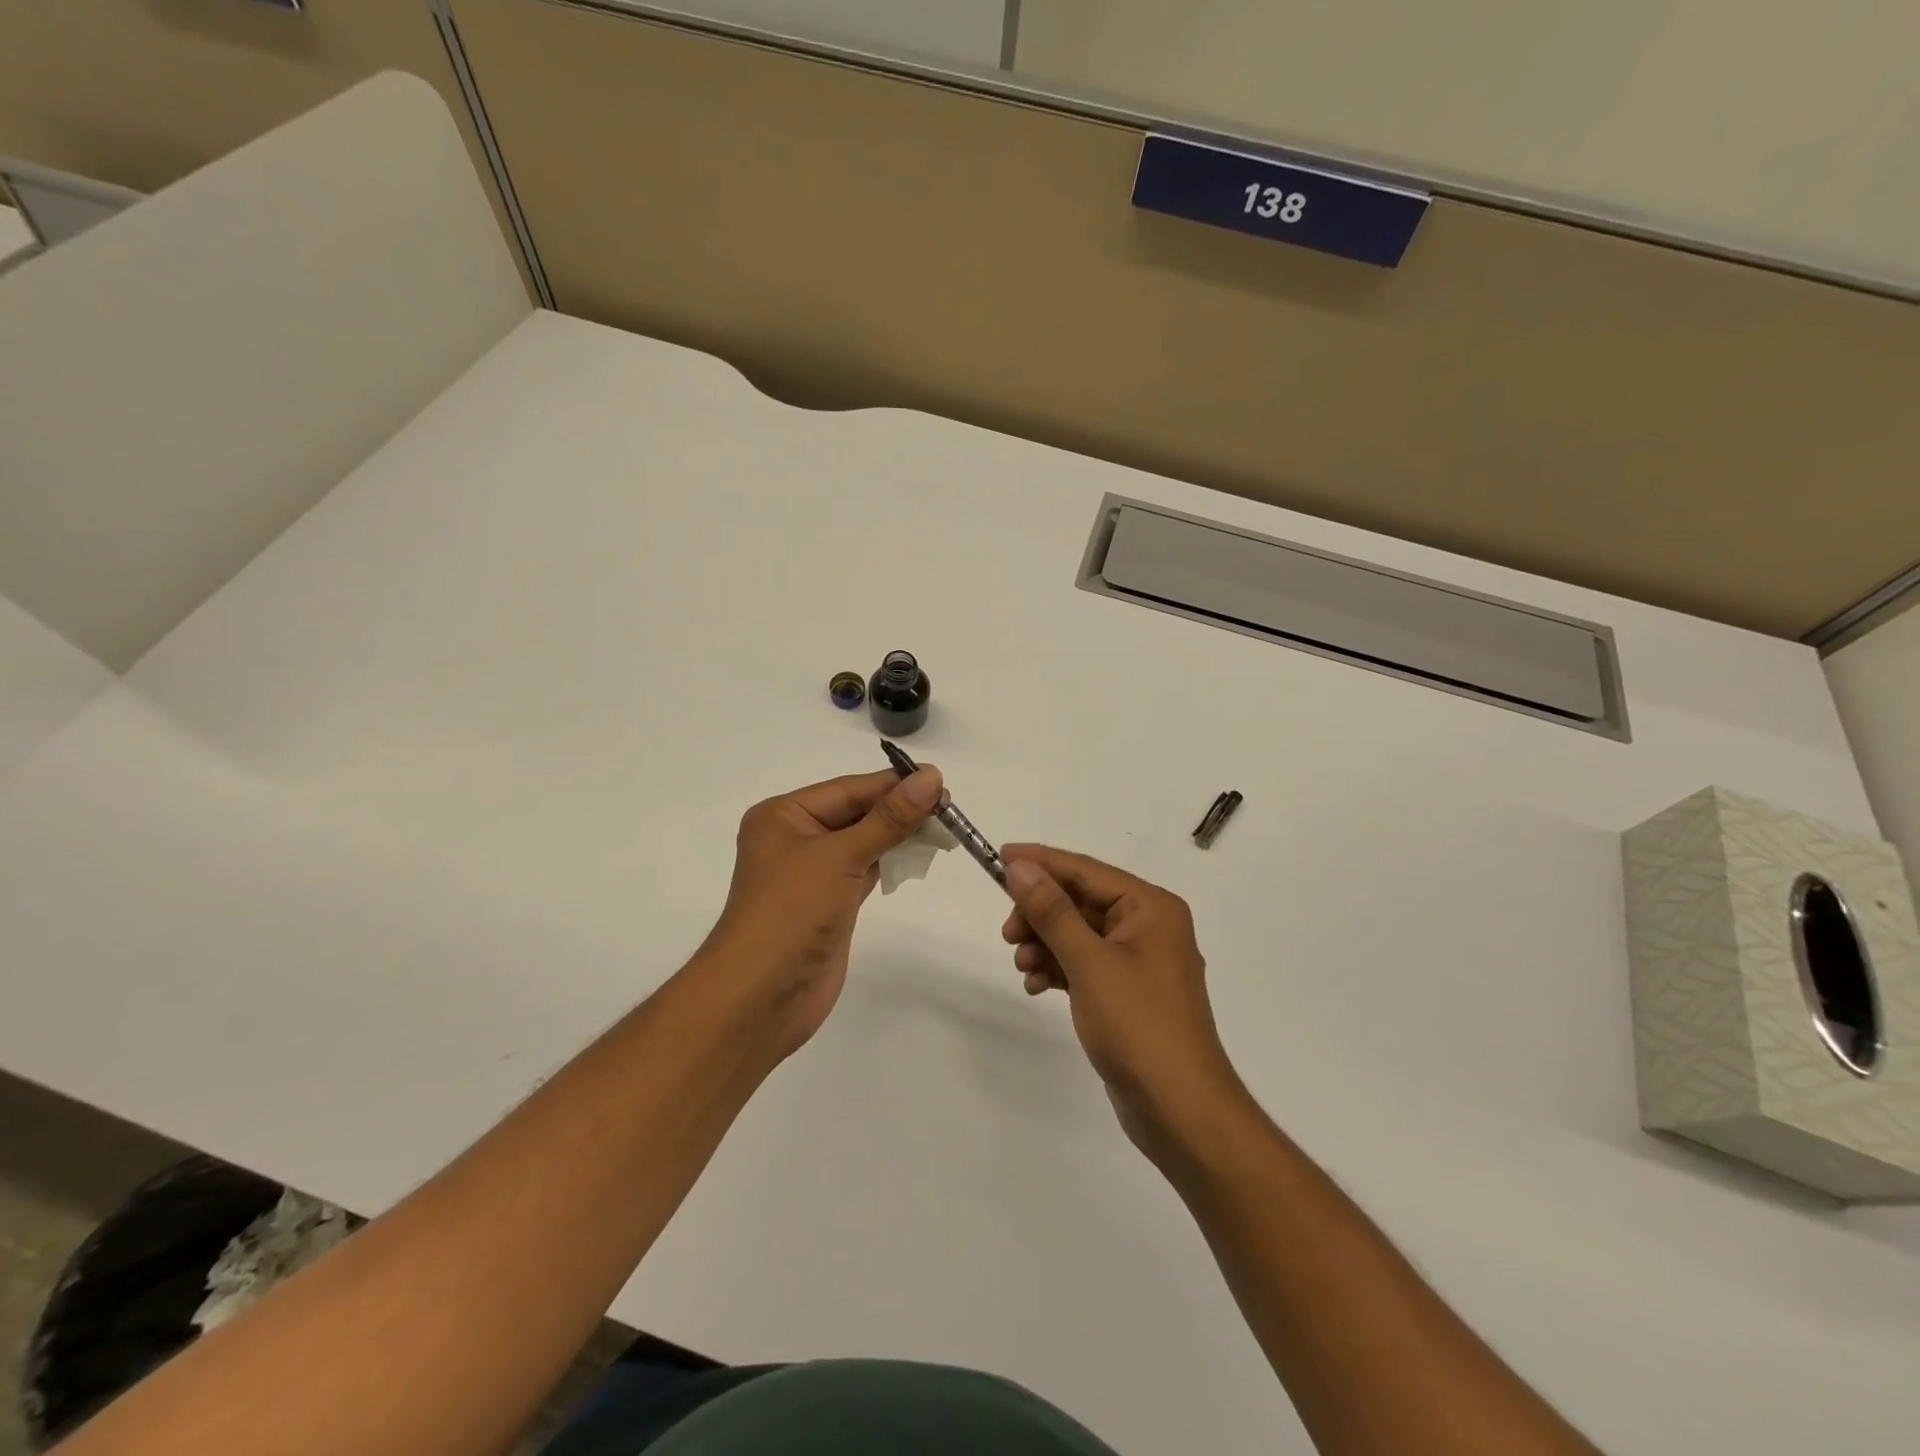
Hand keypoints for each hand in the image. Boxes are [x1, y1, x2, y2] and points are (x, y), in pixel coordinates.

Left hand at [699, 766, 942, 1056]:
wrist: (762, 996)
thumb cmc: (792, 911)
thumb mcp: (841, 856)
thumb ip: (889, 818)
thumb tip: (931, 777)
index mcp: (784, 815)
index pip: (848, 789)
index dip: (894, 784)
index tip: (940, 781)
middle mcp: (795, 838)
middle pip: (856, 813)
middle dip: (899, 810)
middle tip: (949, 808)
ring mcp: (812, 873)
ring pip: (863, 842)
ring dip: (898, 835)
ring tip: (943, 829)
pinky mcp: (829, 903)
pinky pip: (865, 870)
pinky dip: (890, 862)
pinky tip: (917, 858)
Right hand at [1000, 845, 1244, 1164]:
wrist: (1180, 1111)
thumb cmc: (1139, 1026)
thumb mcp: (1090, 962)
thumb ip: (1053, 912)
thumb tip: (1020, 867)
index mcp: (1150, 908)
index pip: (1086, 870)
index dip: (1041, 862)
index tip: (1000, 857)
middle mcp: (1148, 926)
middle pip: (1080, 902)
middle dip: (1041, 914)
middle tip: (1008, 933)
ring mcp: (1138, 962)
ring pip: (1078, 934)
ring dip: (1045, 944)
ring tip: (1023, 965)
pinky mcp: (1127, 993)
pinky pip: (1084, 964)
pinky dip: (1058, 969)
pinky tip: (1036, 986)